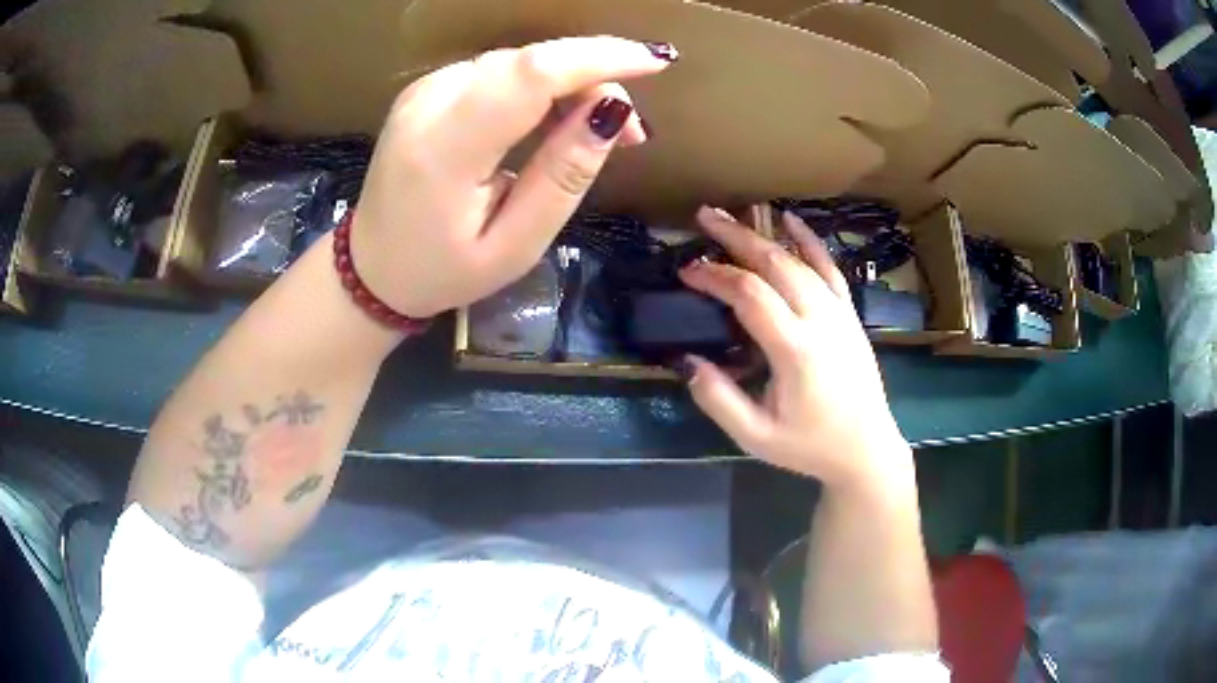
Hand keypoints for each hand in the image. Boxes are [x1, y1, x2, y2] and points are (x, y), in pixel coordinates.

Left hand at [349, 36, 675, 317]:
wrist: (372, 268)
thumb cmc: (443, 271)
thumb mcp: (514, 245)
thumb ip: (562, 176)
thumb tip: (611, 111)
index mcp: (445, 148)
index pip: (530, 74)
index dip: (598, 58)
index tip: (655, 64)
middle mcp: (429, 102)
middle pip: (528, 61)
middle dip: (593, 77)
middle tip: (630, 131)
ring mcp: (423, 90)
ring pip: (517, 62)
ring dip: (568, 83)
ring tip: (596, 131)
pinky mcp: (427, 89)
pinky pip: (497, 71)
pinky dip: (538, 86)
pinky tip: (554, 118)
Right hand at [678, 208, 911, 488]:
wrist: (866, 448)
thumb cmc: (809, 445)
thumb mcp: (755, 437)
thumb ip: (718, 400)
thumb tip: (686, 362)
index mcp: (795, 351)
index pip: (750, 295)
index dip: (715, 276)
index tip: (687, 271)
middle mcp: (820, 321)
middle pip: (775, 264)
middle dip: (736, 237)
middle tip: (704, 218)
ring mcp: (840, 313)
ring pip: (799, 260)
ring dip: (764, 235)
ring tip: (733, 218)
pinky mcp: (850, 314)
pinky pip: (829, 268)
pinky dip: (809, 241)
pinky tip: (791, 220)